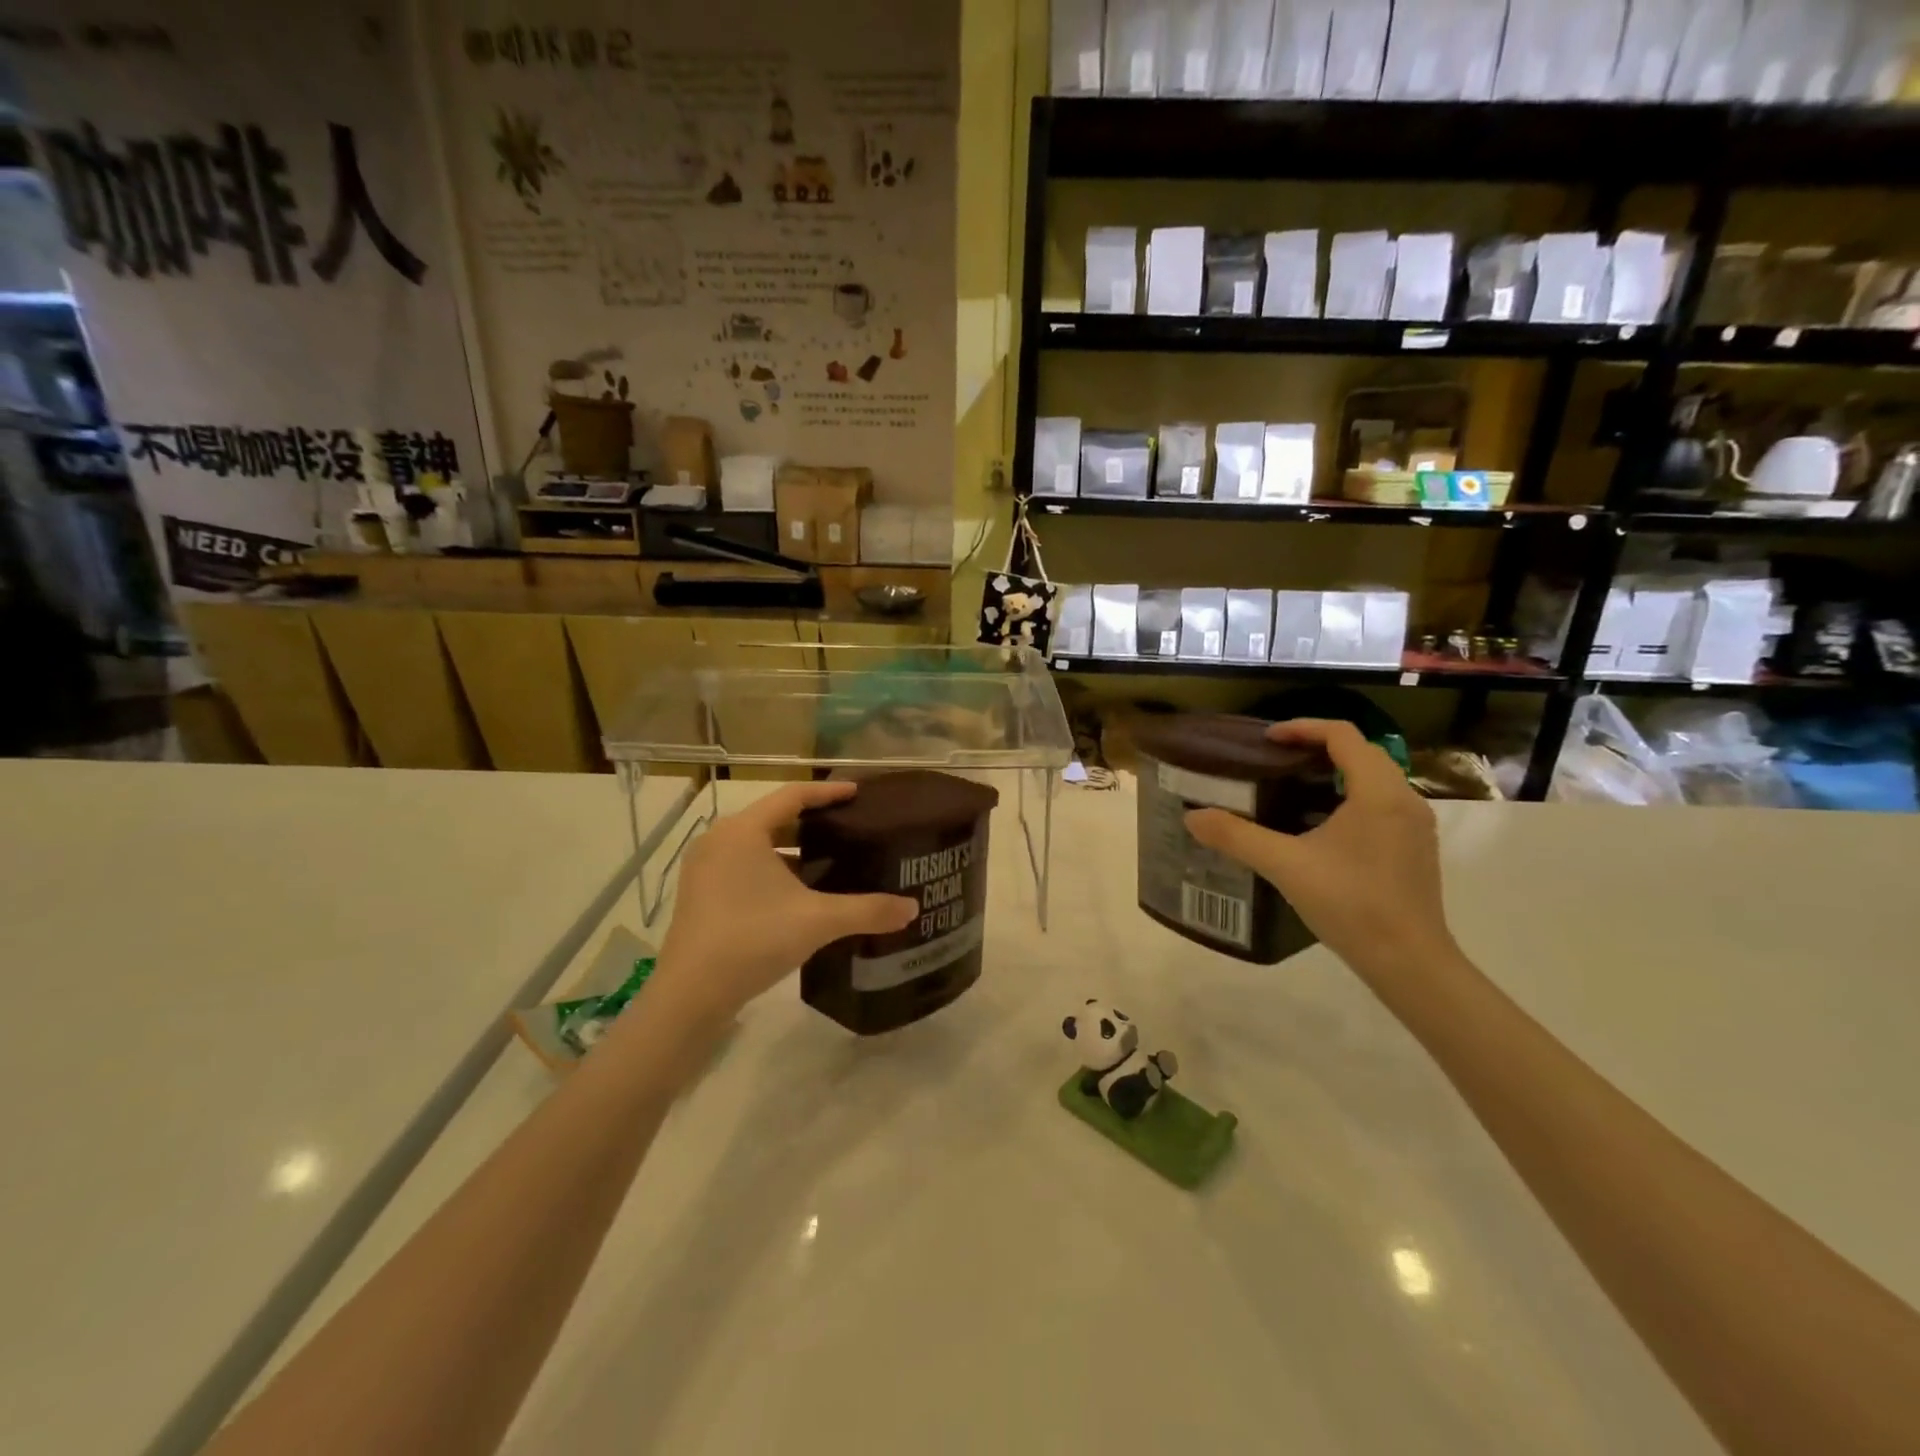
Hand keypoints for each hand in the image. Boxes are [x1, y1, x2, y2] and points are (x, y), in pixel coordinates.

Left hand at [642, 782, 916, 1027]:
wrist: (691, 995)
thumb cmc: (753, 940)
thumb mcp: (817, 921)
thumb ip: (867, 910)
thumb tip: (912, 909)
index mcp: (743, 831)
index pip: (792, 796)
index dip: (827, 792)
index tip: (857, 792)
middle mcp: (719, 840)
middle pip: (774, 818)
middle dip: (812, 823)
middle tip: (849, 828)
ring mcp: (704, 869)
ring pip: (758, 846)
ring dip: (792, 851)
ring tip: (831, 862)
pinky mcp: (700, 895)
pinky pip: (744, 867)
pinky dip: (773, 871)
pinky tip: (799, 894)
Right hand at [1184, 719, 1456, 980]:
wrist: (1409, 963)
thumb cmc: (1351, 905)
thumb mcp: (1285, 866)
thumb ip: (1237, 837)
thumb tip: (1192, 817)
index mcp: (1377, 792)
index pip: (1343, 735)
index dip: (1302, 728)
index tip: (1267, 740)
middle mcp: (1404, 799)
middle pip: (1361, 752)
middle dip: (1317, 747)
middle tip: (1275, 760)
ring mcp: (1414, 825)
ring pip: (1374, 778)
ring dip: (1335, 772)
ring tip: (1292, 787)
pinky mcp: (1414, 847)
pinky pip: (1381, 803)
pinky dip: (1349, 796)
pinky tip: (1320, 826)